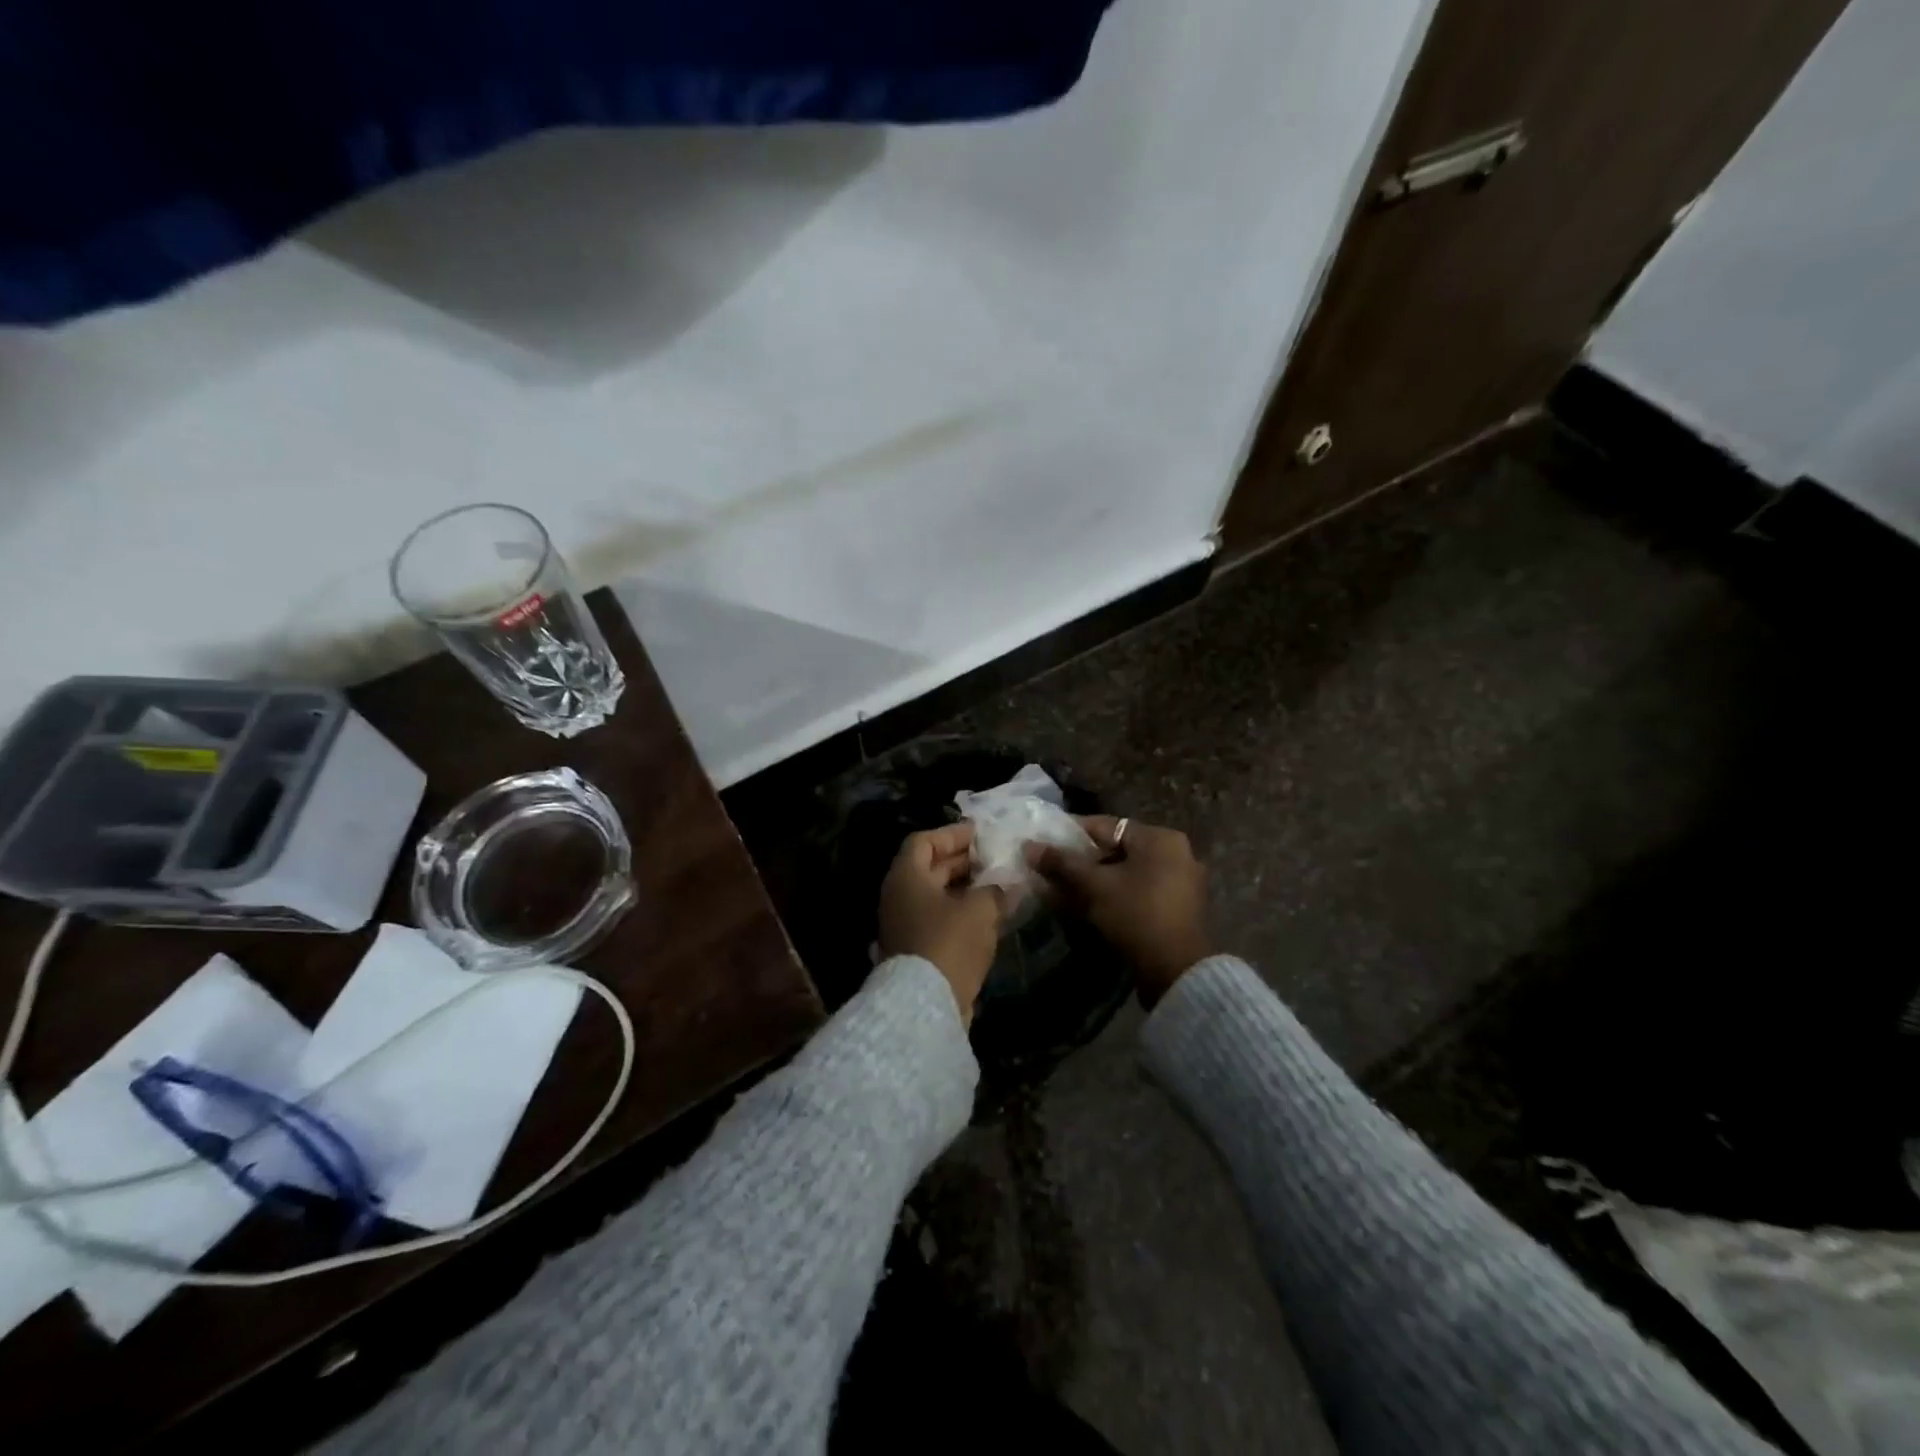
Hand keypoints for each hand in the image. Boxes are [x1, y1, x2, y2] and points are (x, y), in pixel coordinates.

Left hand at [877, 823, 1007, 1023]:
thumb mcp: (980, 909)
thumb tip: (1008, 884)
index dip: (952, 834)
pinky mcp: (916, 951)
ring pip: (936, 897)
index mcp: (906, 877)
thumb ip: (996, 890)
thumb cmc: (949, 942)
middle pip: (929, 868)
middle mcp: (899, 897)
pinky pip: (940, 920)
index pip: (924, 841)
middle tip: (994, 857)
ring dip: (966, 890)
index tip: (979, 833)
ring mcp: (905, 925)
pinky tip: (990, 916)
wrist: (925, 1004)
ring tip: (998, 885)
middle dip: (962, 862)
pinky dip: (962, 914)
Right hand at [1030, 817, 1211, 1006]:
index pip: (1105, 826)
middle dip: (1080, 862)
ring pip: (1124, 873)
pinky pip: (1136, 891)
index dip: (1070, 834)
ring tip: (1061, 890)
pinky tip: (1085, 907)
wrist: (1177, 972)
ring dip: (1093, 881)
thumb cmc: (1136, 915)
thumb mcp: (1094, 886)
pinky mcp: (1175, 908)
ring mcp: (1179, 882)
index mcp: (1160, 838)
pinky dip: (1112, 895)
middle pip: (1115, 850)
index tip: (1043, 843)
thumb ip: (1062, 863)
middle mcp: (1175, 853)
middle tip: (1049, 870)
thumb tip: (1029, 846)